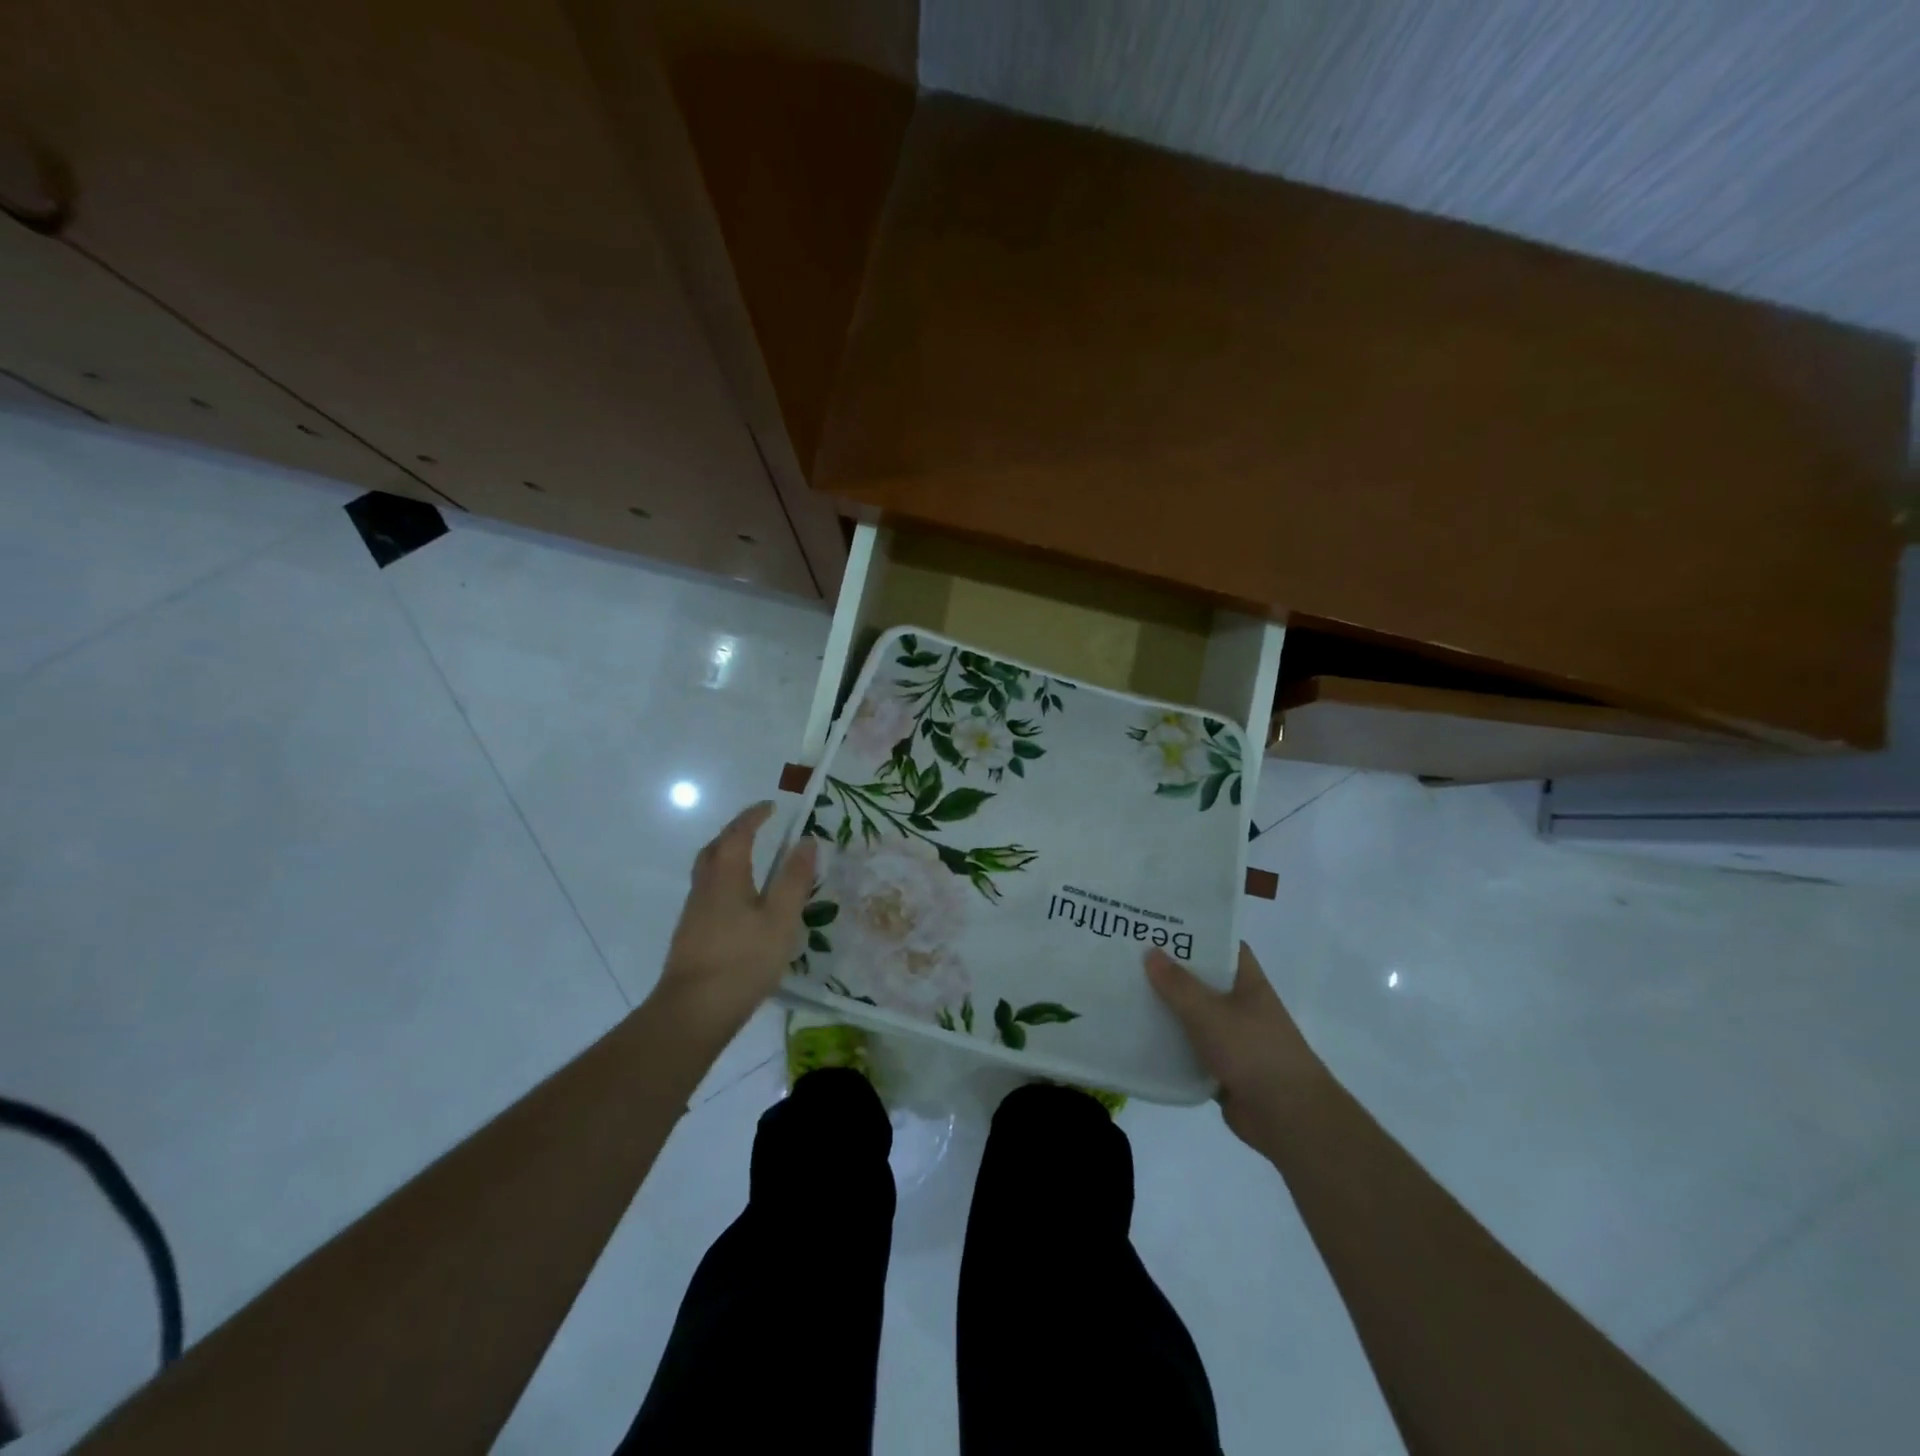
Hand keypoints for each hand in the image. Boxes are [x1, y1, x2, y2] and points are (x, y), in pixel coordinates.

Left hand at [654, 801, 815, 1031]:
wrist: (694, 1011)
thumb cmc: (743, 960)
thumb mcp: (781, 918)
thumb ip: (794, 879)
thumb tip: (807, 841)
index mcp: (727, 876)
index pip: (739, 834)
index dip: (754, 817)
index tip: (771, 806)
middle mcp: (705, 887)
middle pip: (715, 849)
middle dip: (735, 833)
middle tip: (757, 828)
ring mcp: (694, 912)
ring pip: (708, 871)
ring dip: (727, 856)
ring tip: (752, 860)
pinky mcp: (691, 934)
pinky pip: (709, 892)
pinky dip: (725, 881)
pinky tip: (740, 902)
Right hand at [1145, 942, 1327, 1154]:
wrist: (1288, 1119)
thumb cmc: (1254, 1052)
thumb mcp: (1211, 1013)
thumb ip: (1178, 985)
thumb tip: (1150, 951)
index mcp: (1247, 982)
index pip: (1222, 945)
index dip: (1194, 932)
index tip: (1159, 925)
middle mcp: (1241, 1005)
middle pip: (1202, 979)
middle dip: (1170, 970)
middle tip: (1129, 955)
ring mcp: (1232, 1037)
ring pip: (1193, 1015)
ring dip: (1166, 1008)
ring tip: (1125, 991)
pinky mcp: (1222, 1067)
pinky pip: (1189, 1048)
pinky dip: (1169, 1043)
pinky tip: (1138, 1036)